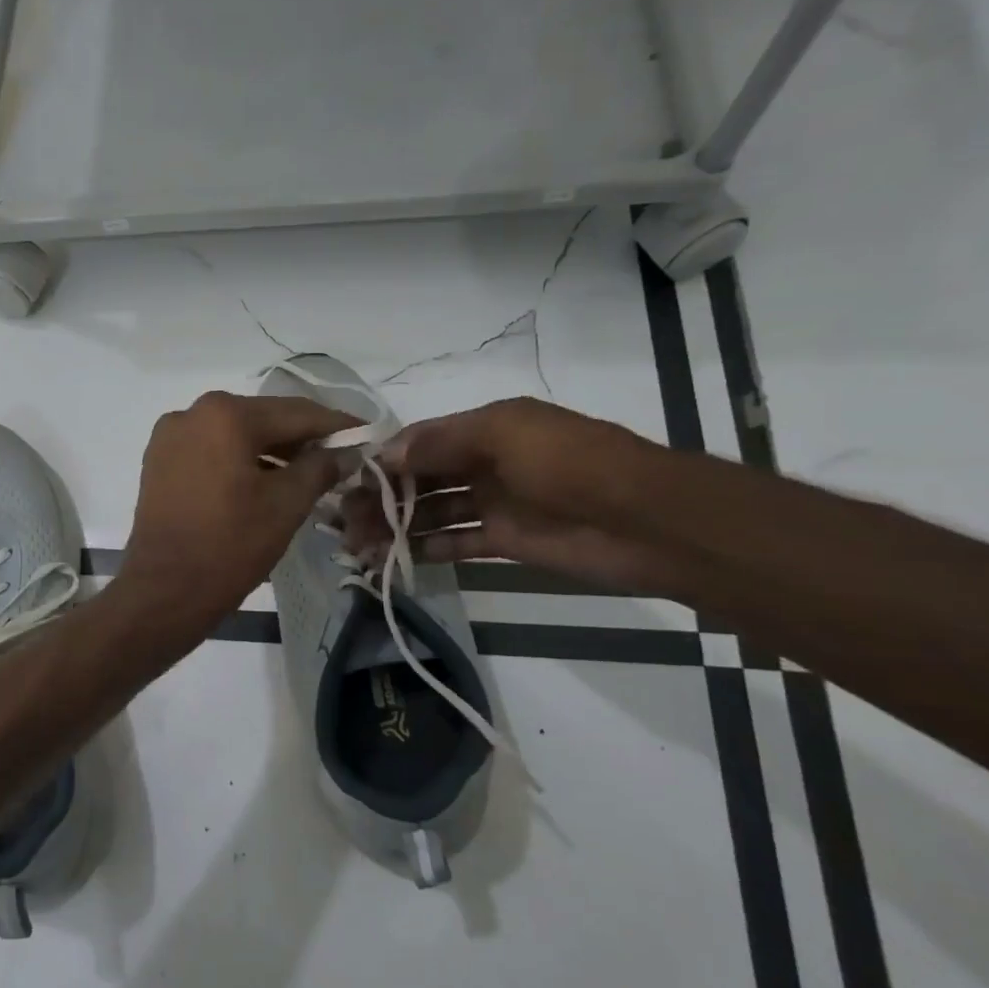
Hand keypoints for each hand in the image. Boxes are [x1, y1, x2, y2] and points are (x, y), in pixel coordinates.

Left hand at [121, 392, 359, 640]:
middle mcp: (192, 412)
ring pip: (235, 434)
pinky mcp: (159, 462)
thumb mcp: (286, 504)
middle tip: (342, 456)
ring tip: (308, 473)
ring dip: (272, 450)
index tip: (368, 434)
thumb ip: (321, 467)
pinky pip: (211, 450)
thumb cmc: (230, 545)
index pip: (296, 413)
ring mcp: (170, 437)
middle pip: (263, 419)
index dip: (336, 425)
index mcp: (225, 414)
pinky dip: (240, 460)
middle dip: (302, 438)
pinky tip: (265, 480)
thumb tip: (348, 451)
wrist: (164, 591)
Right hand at [340, 397, 666, 591]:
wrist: (646, 522)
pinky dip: (425, 548)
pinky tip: (393, 558)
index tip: (345, 482)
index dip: (382, 460)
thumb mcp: (505, 434)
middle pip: (419, 478)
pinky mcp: (505, 541)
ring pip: (430, 512)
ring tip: (357, 544)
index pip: (420, 442)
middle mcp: (484, 463)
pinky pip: (454, 542)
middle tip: (342, 522)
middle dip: (380, 496)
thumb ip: (442, 443)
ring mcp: (494, 503)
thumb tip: (385, 453)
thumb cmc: (572, 464)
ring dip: (395, 525)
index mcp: (485, 429)